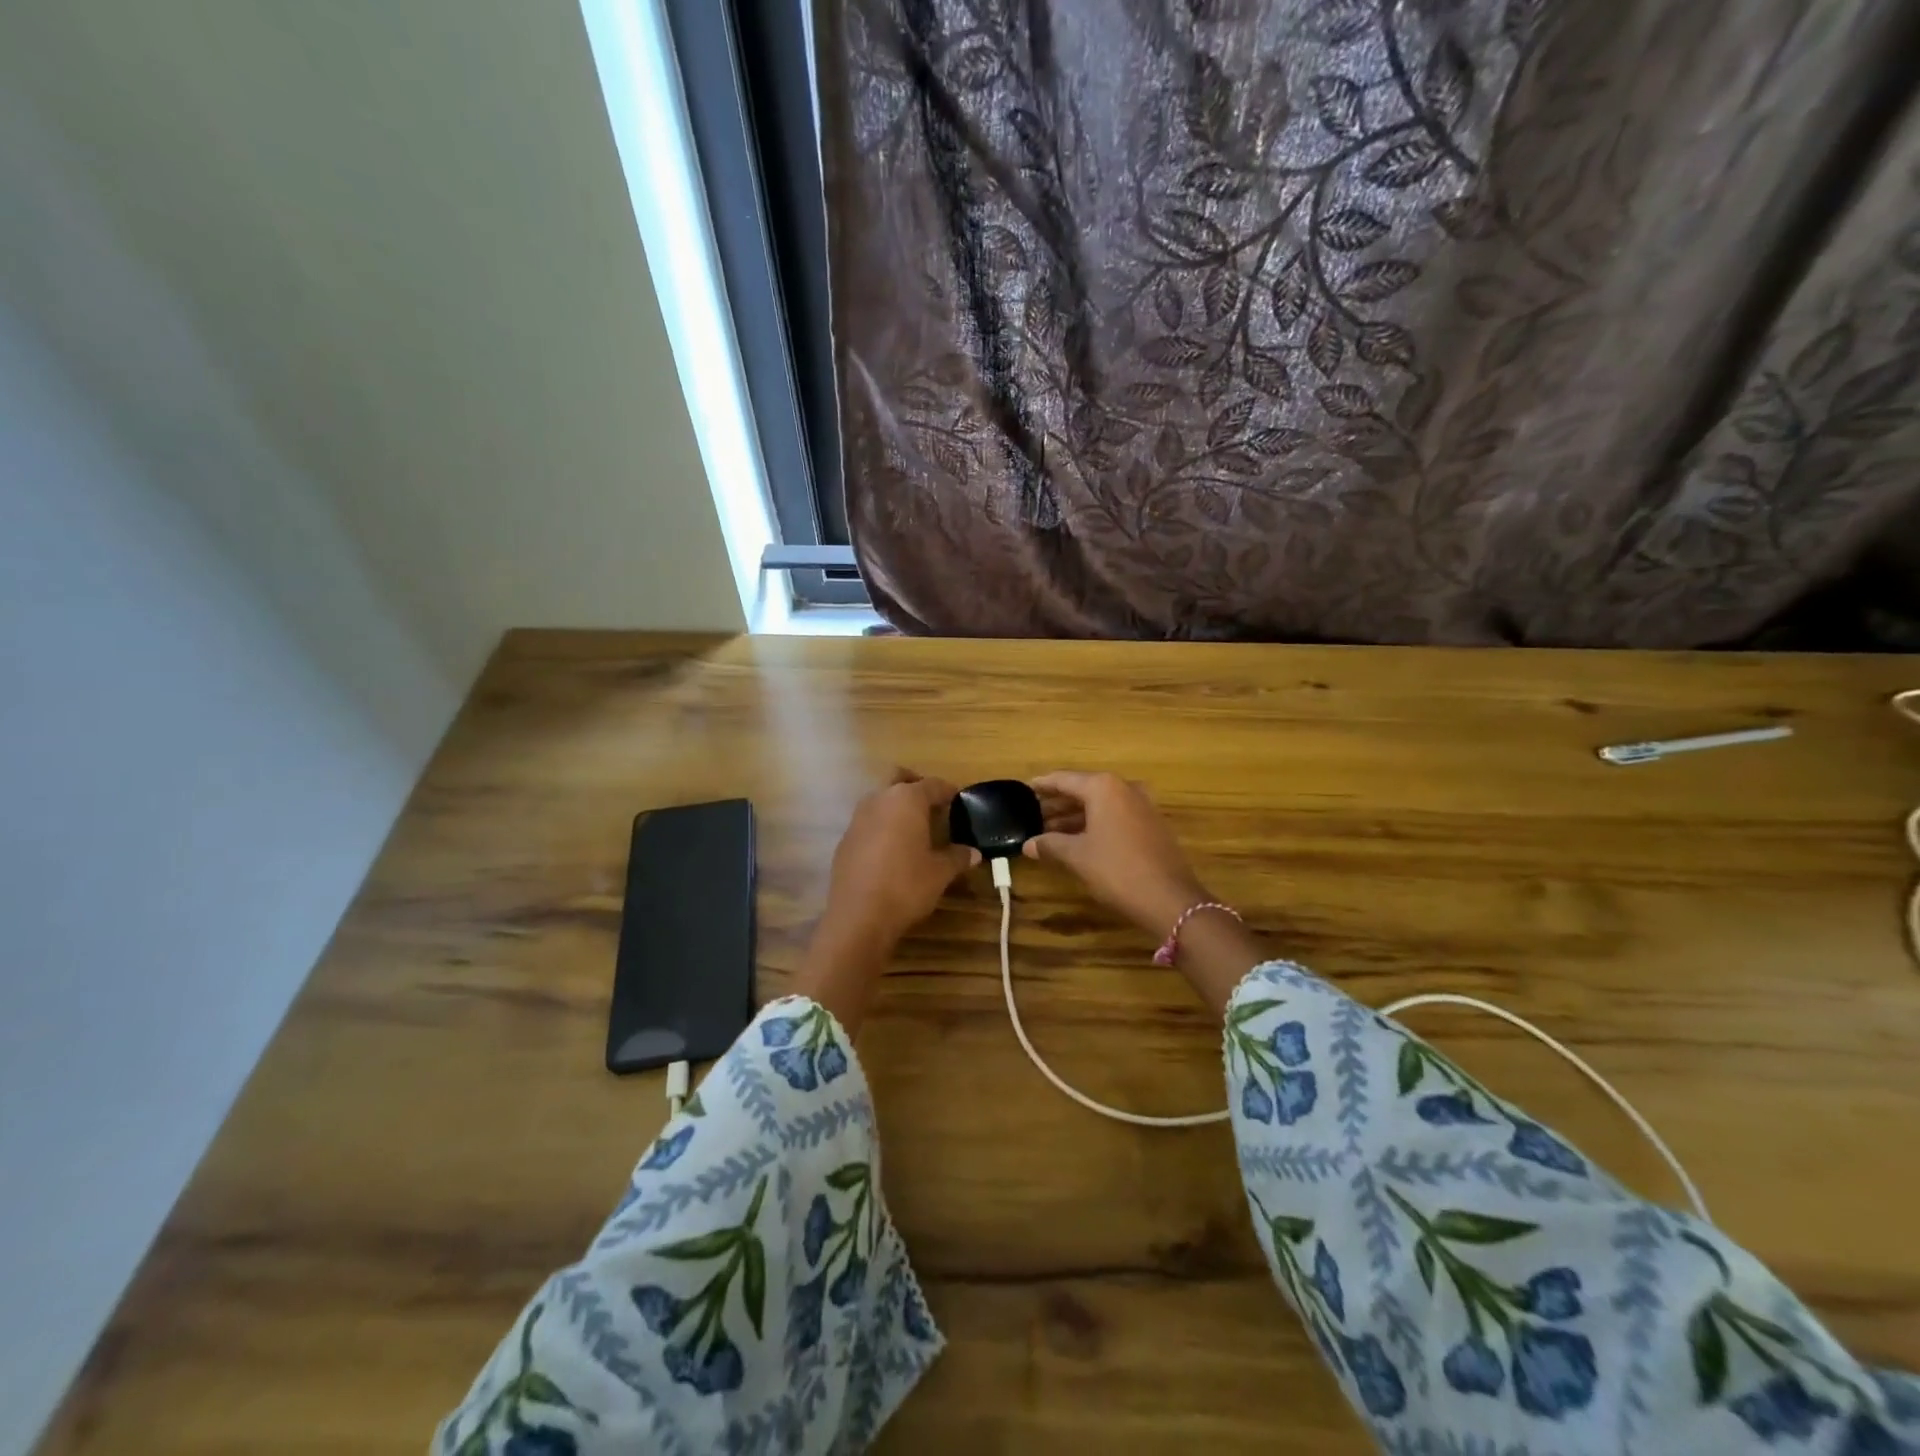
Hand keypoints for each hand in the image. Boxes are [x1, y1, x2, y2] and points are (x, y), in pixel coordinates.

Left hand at [794, 769, 978, 1031]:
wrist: (858, 916)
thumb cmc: (907, 886)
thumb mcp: (940, 873)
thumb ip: (957, 857)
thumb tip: (973, 853)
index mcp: (907, 800)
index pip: (932, 785)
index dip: (948, 791)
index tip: (958, 799)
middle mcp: (879, 800)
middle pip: (898, 778)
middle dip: (915, 785)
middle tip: (931, 803)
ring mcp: (857, 818)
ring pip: (880, 799)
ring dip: (896, 806)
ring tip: (913, 827)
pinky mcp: (845, 839)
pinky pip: (868, 822)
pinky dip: (881, 826)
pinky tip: (891, 849)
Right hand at [1026, 770, 1262, 1017]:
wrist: (1170, 899)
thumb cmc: (1117, 870)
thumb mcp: (1077, 856)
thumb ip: (1050, 845)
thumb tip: (1028, 844)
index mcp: (1103, 788)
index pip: (1064, 779)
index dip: (1042, 785)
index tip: (1024, 789)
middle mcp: (1124, 788)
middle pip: (1083, 790)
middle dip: (1058, 803)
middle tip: (1033, 814)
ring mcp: (1142, 806)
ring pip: (1100, 805)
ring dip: (1075, 816)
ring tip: (1049, 830)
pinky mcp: (1151, 825)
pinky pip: (1115, 816)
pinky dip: (1095, 823)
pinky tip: (1078, 840)